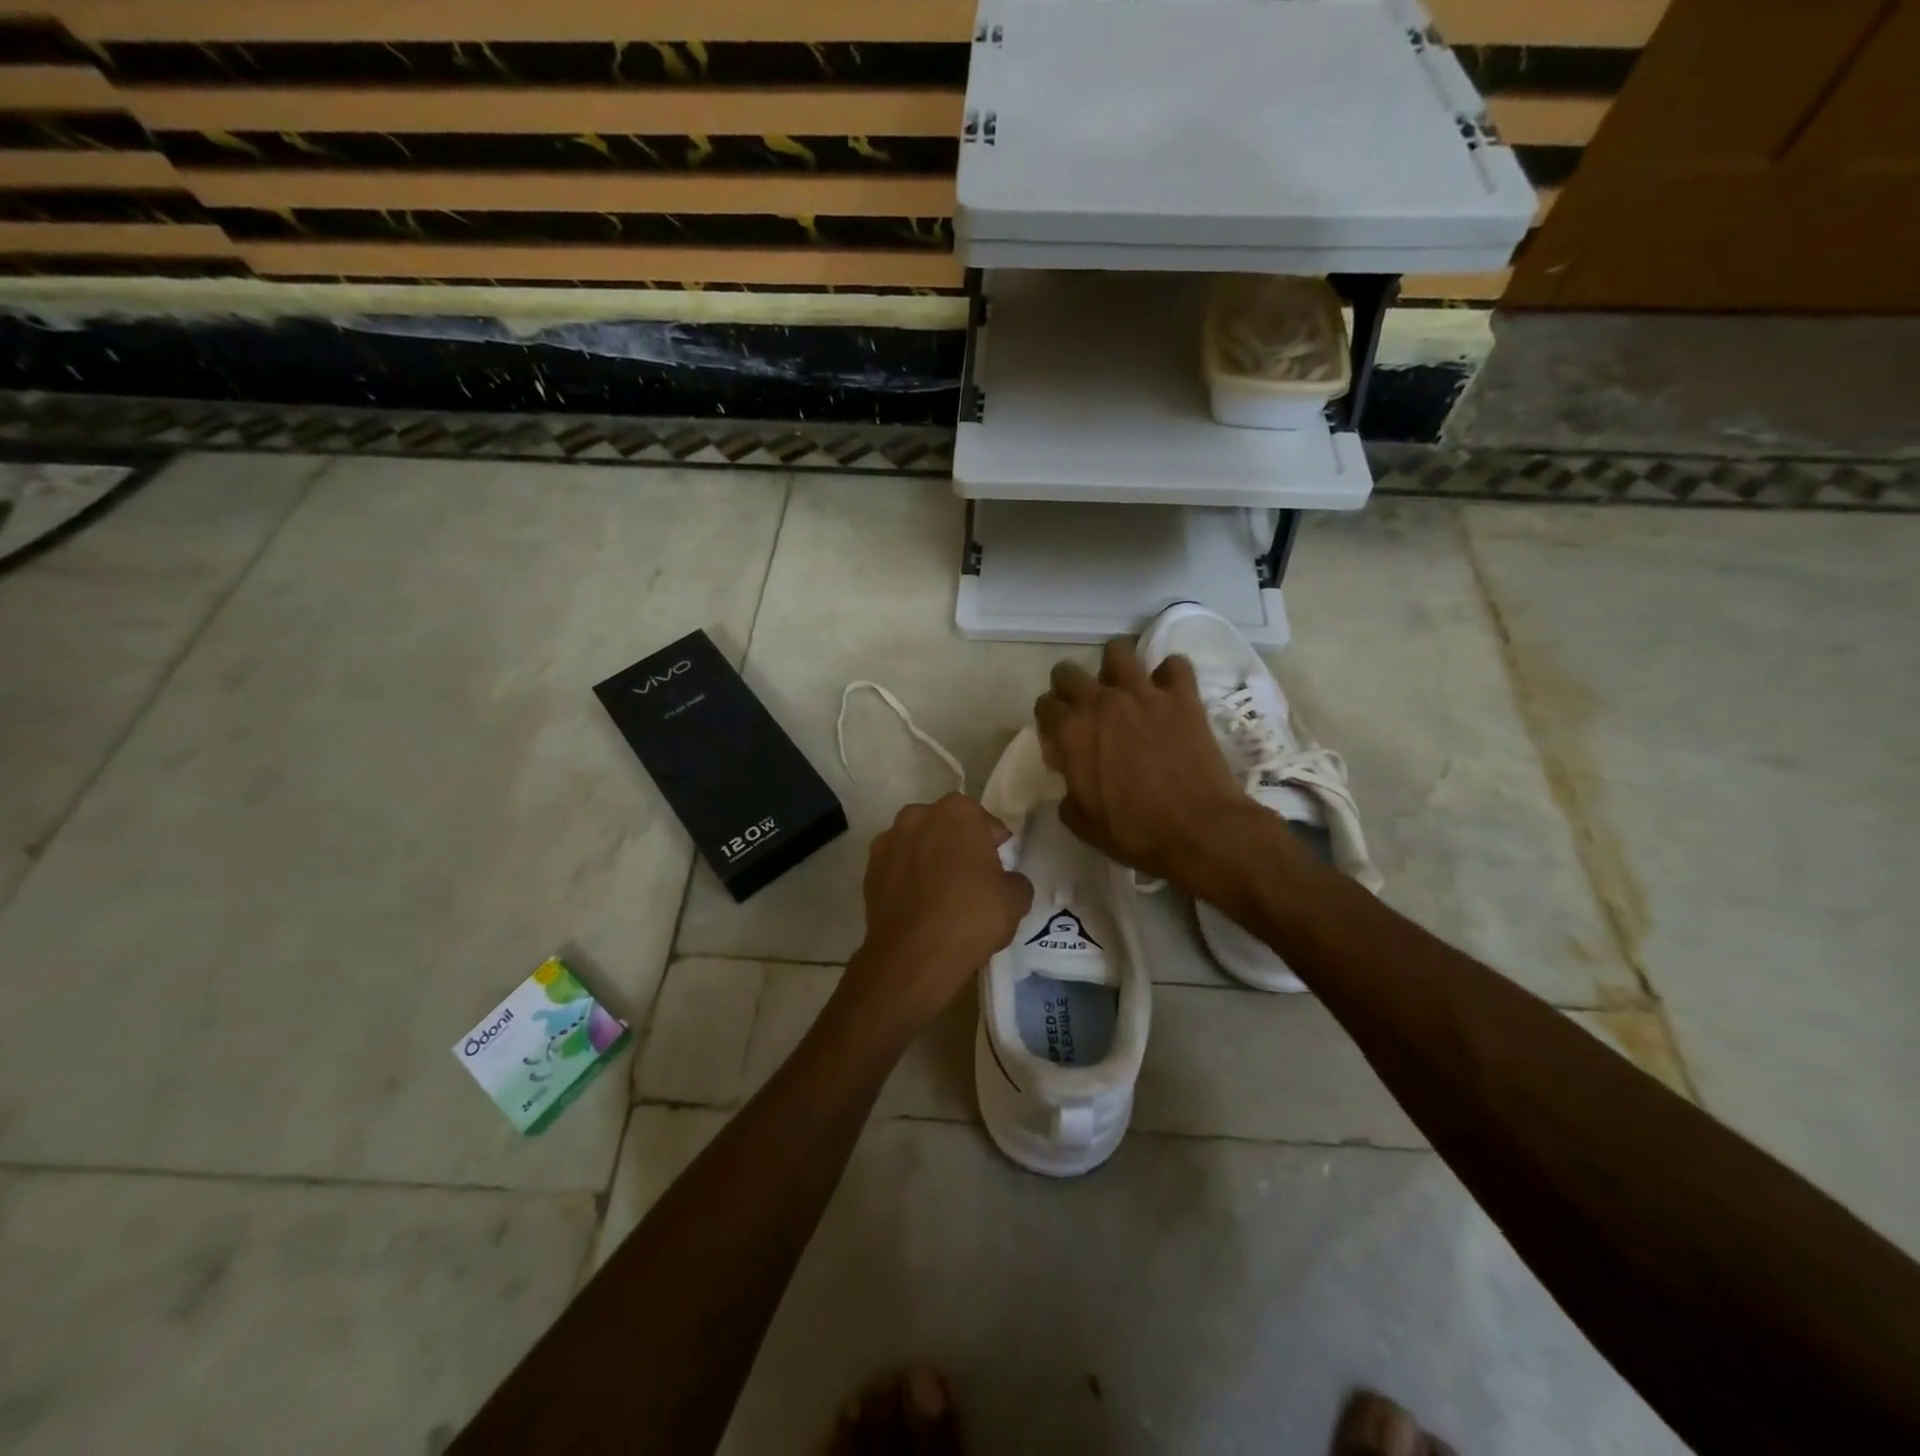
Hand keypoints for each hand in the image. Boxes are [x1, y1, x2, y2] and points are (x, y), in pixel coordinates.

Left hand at [843, 794, 1033, 1036]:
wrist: (914, 956)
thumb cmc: (971, 916)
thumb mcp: (1015, 899)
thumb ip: (1015, 880)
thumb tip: (1006, 883)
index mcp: (957, 811)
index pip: (986, 824)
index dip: (995, 848)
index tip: (999, 871)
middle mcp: (918, 815)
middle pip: (947, 829)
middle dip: (958, 847)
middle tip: (972, 881)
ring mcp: (887, 842)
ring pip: (919, 846)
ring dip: (930, 861)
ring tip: (941, 896)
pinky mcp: (868, 870)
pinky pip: (897, 869)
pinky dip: (907, 880)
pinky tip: (919, 907)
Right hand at [1034, 638, 1273, 884]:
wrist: (1199, 831)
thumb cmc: (1135, 833)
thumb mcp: (1082, 823)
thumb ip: (1068, 791)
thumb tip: (1072, 776)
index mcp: (1072, 732)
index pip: (1045, 706)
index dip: (1049, 722)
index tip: (1061, 741)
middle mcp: (1102, 702)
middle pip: (1068, 672)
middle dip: (1069, 687)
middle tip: (1084, 710)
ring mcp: (1144, 694)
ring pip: (1118, 651)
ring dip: (1115, 666)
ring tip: (1123, 686)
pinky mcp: (1183, 697)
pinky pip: (1174, 665)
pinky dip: (1169, 675)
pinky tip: (1168, 692)